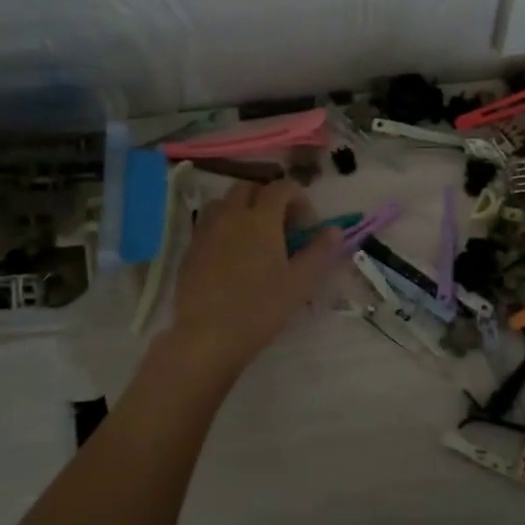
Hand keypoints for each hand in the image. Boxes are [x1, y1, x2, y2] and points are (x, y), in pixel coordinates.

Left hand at [166, 180, 341, 377]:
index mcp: (260, 219)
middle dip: (267, 198)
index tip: (306, 223)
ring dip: (241, 209)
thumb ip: (320, 252)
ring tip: (253, 236)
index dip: (298, 197)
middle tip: (281, 225)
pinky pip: (208, 224)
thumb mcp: (300, 283)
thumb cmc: (260, 308)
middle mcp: (231, 215)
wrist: (207, 336)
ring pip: (224, 203)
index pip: (281, 188)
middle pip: (248, 188)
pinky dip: (223, 227)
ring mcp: (206, 231)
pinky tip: (231, 256)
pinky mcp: (190, 250)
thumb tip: (334, 230)